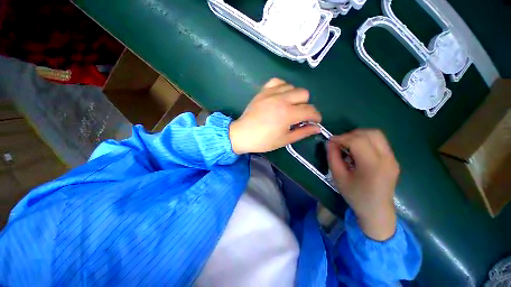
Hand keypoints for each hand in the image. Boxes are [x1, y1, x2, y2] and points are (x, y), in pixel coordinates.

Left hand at [229, 78, 321, 153]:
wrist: (242, 134)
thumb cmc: (263, 141)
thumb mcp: (285, 140)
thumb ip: (303, 132)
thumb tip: (317, 128)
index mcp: (288, 114)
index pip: (310, 110)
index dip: (316, 116)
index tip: (315, 121)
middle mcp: (281, 99)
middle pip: (304, 94)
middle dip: (305, 105)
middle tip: (299, 115)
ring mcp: (271, 93)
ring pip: (292, 86)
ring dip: (295, 96)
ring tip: (289, 106)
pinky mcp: (263, 91)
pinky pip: (278, 81)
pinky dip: (282, 87)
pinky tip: (280, 96)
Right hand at [327, 129, 398, 240]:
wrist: (377, 211)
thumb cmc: (355, 195)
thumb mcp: (338, 177)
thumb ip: (333, 157)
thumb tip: (330, 142)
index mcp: (372, 166)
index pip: (357, 141)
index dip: (341, 138)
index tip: (331, 141)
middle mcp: (387, 159)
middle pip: (370, 133)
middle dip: (351, 134)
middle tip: (340, 142)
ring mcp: (393, 158)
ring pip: (376, 134)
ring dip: (359, 135)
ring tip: (348, 144)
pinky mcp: (393, 159)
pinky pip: (379, 142)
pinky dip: (366, 140)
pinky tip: (358, 150)